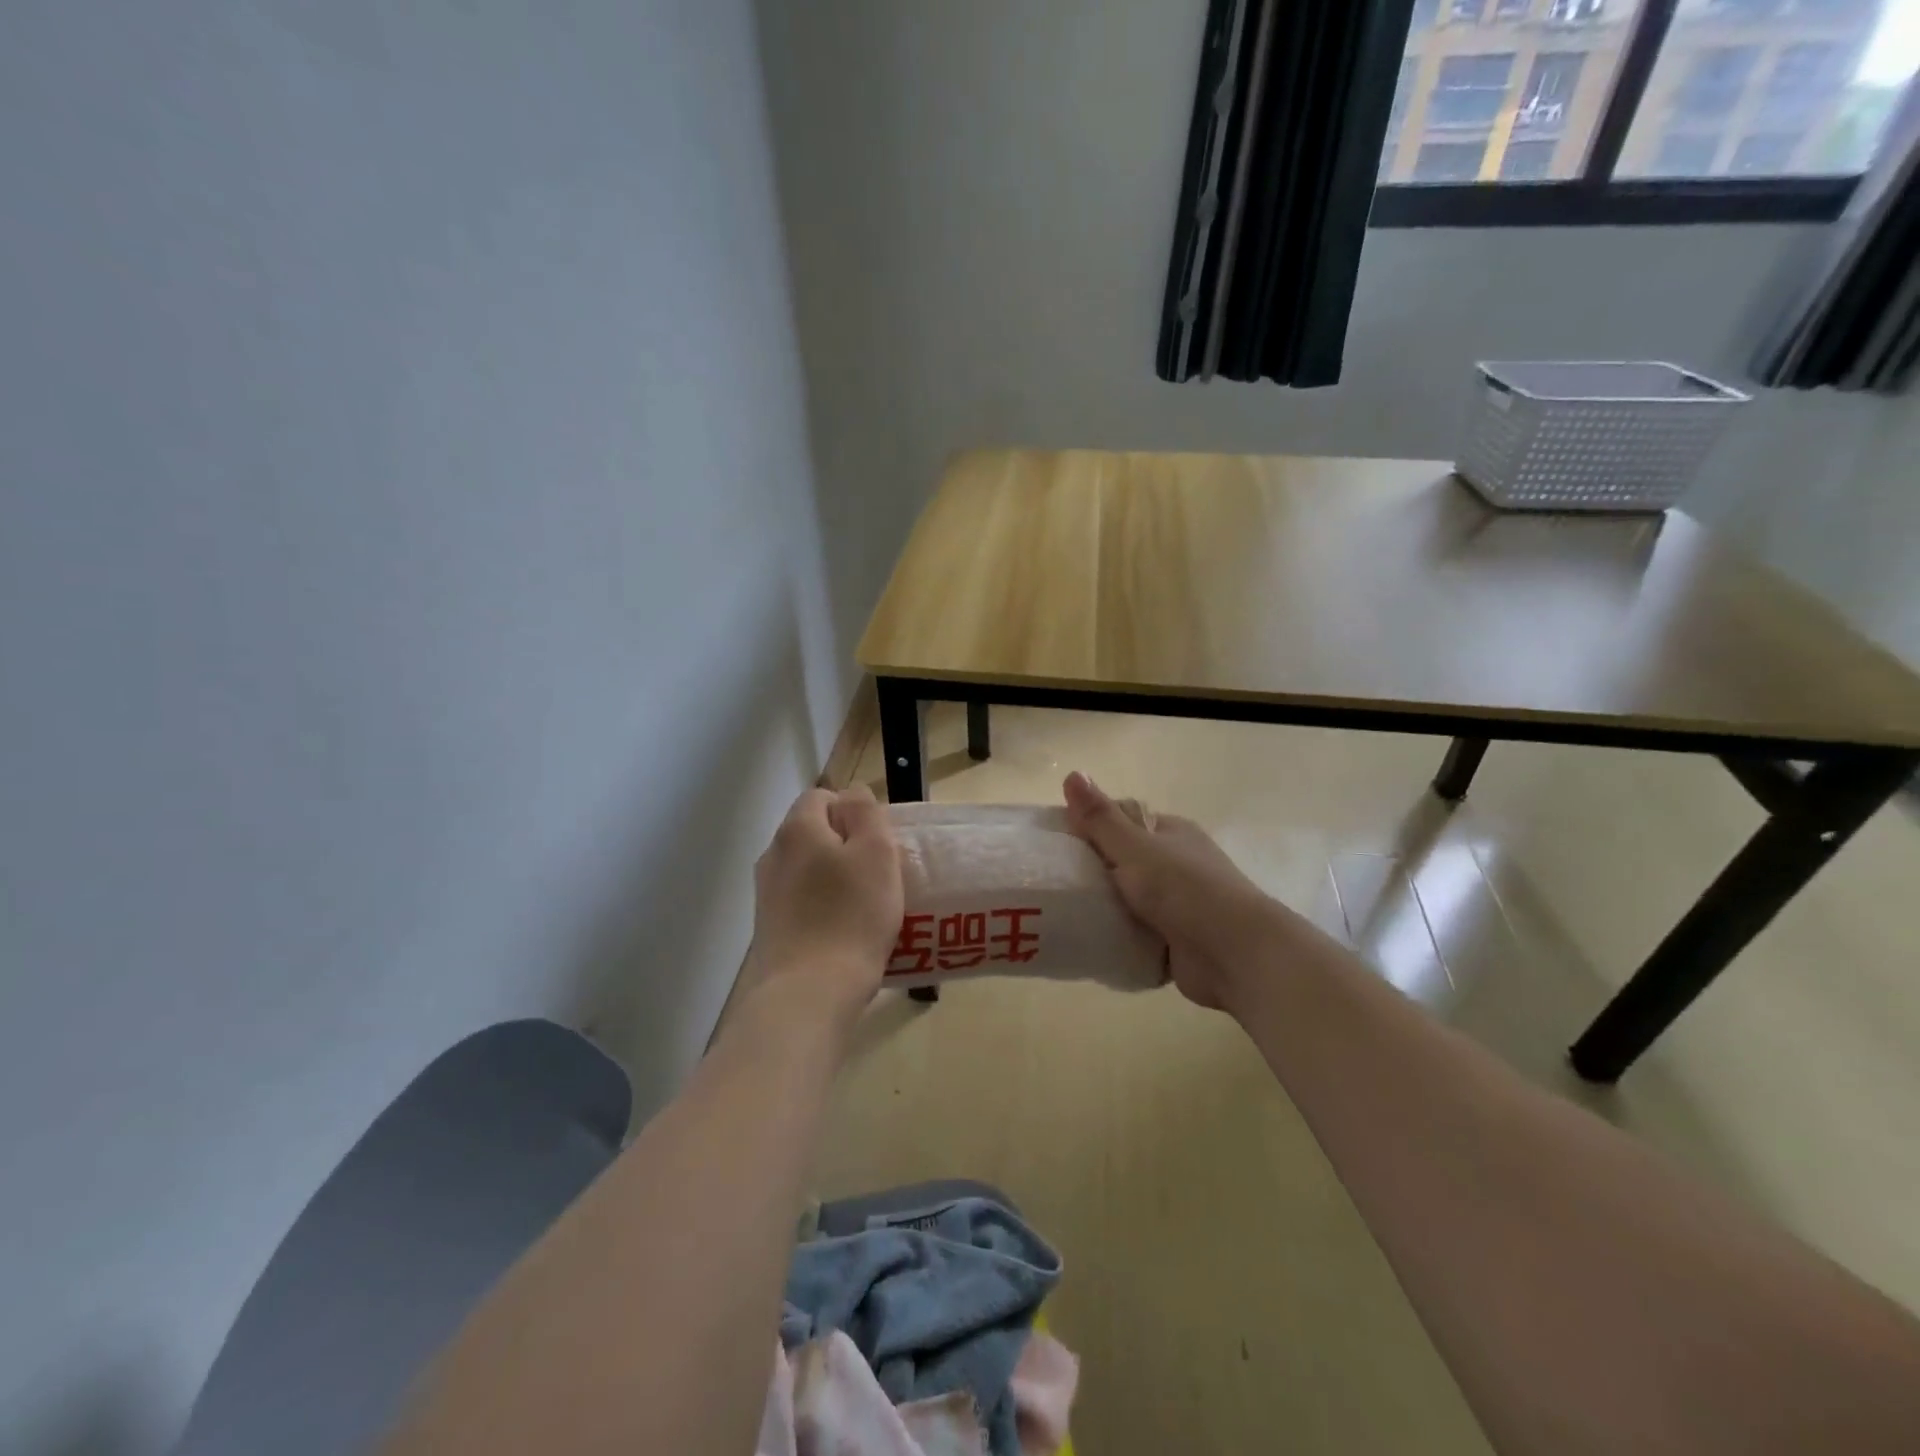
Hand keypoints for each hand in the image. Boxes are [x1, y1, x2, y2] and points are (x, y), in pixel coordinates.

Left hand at [743, 786, 902, 1026]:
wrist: (808, 994)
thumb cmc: (851, 916)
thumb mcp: (876, 852)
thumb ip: (865, 812)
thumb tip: (851, 795)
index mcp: (797, 829)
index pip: (822, 796)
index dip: (853, 811)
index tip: (879, 842)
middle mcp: (773, 855)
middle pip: (814, 834)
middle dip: (846, 846)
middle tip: (879, 874)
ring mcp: (766, 894)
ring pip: (808, 870)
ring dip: (835, 879)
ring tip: (866, 907)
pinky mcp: (769, 928)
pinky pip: (802, 902)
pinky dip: (823, 908)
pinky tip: (845, 933)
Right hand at [1063, 772, 1278, 1012]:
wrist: (1235, 955)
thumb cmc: (1185, 889)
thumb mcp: (1136, 847)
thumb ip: (1101, 817)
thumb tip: (1073, 773)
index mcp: (1171, 834)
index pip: (1122, 823)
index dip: (1089, 829)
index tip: (1055, 844)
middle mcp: (1176, 865)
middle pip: (1122, 863)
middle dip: (1092, 873)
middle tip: (1050, 882)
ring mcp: (1177, 906)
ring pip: (1127, 901)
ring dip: (1103, 909)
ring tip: (1059, 913)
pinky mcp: (1175, 942)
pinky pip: (1135, 935)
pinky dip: (1116, 938)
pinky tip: (1086, 940)